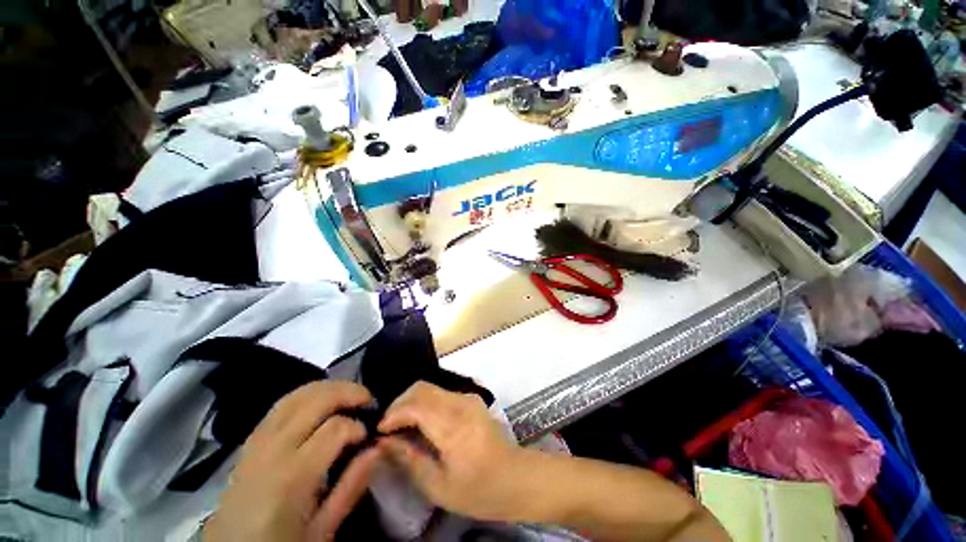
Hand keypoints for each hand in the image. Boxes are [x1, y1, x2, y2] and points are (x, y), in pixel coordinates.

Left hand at [204, 381, 379, 541]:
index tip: (369, 437)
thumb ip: (351, 486)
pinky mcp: (251, 438)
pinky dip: (308, 394)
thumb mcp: (322, 530)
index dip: (359, 427)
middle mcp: (273, 448)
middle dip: (350, 393)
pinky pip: (282, 403)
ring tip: (350, 394)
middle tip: (369, 400)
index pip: (336, 428)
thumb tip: (378, 448)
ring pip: (298, 394)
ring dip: (330, 387)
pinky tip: (322, 401)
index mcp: (292, 476)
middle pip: (318, 400)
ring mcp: (258, 439)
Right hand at [376, 381, 531, 521]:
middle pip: (421, 388)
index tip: (379, 432)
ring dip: (411, 402)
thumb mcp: (438, 486)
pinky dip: (424, 403)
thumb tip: (383, 442)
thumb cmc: (478, 490)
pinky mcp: (471, 398)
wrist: (515, 477)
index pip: (416, 405)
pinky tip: (420, 422)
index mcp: (453, 425)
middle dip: (399, 404)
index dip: (393, 414)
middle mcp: (460, 403)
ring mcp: (467, 397)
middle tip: (388, 428)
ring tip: (400, 426)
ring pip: (430, 387)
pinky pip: (440, 393)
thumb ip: (409, 459)